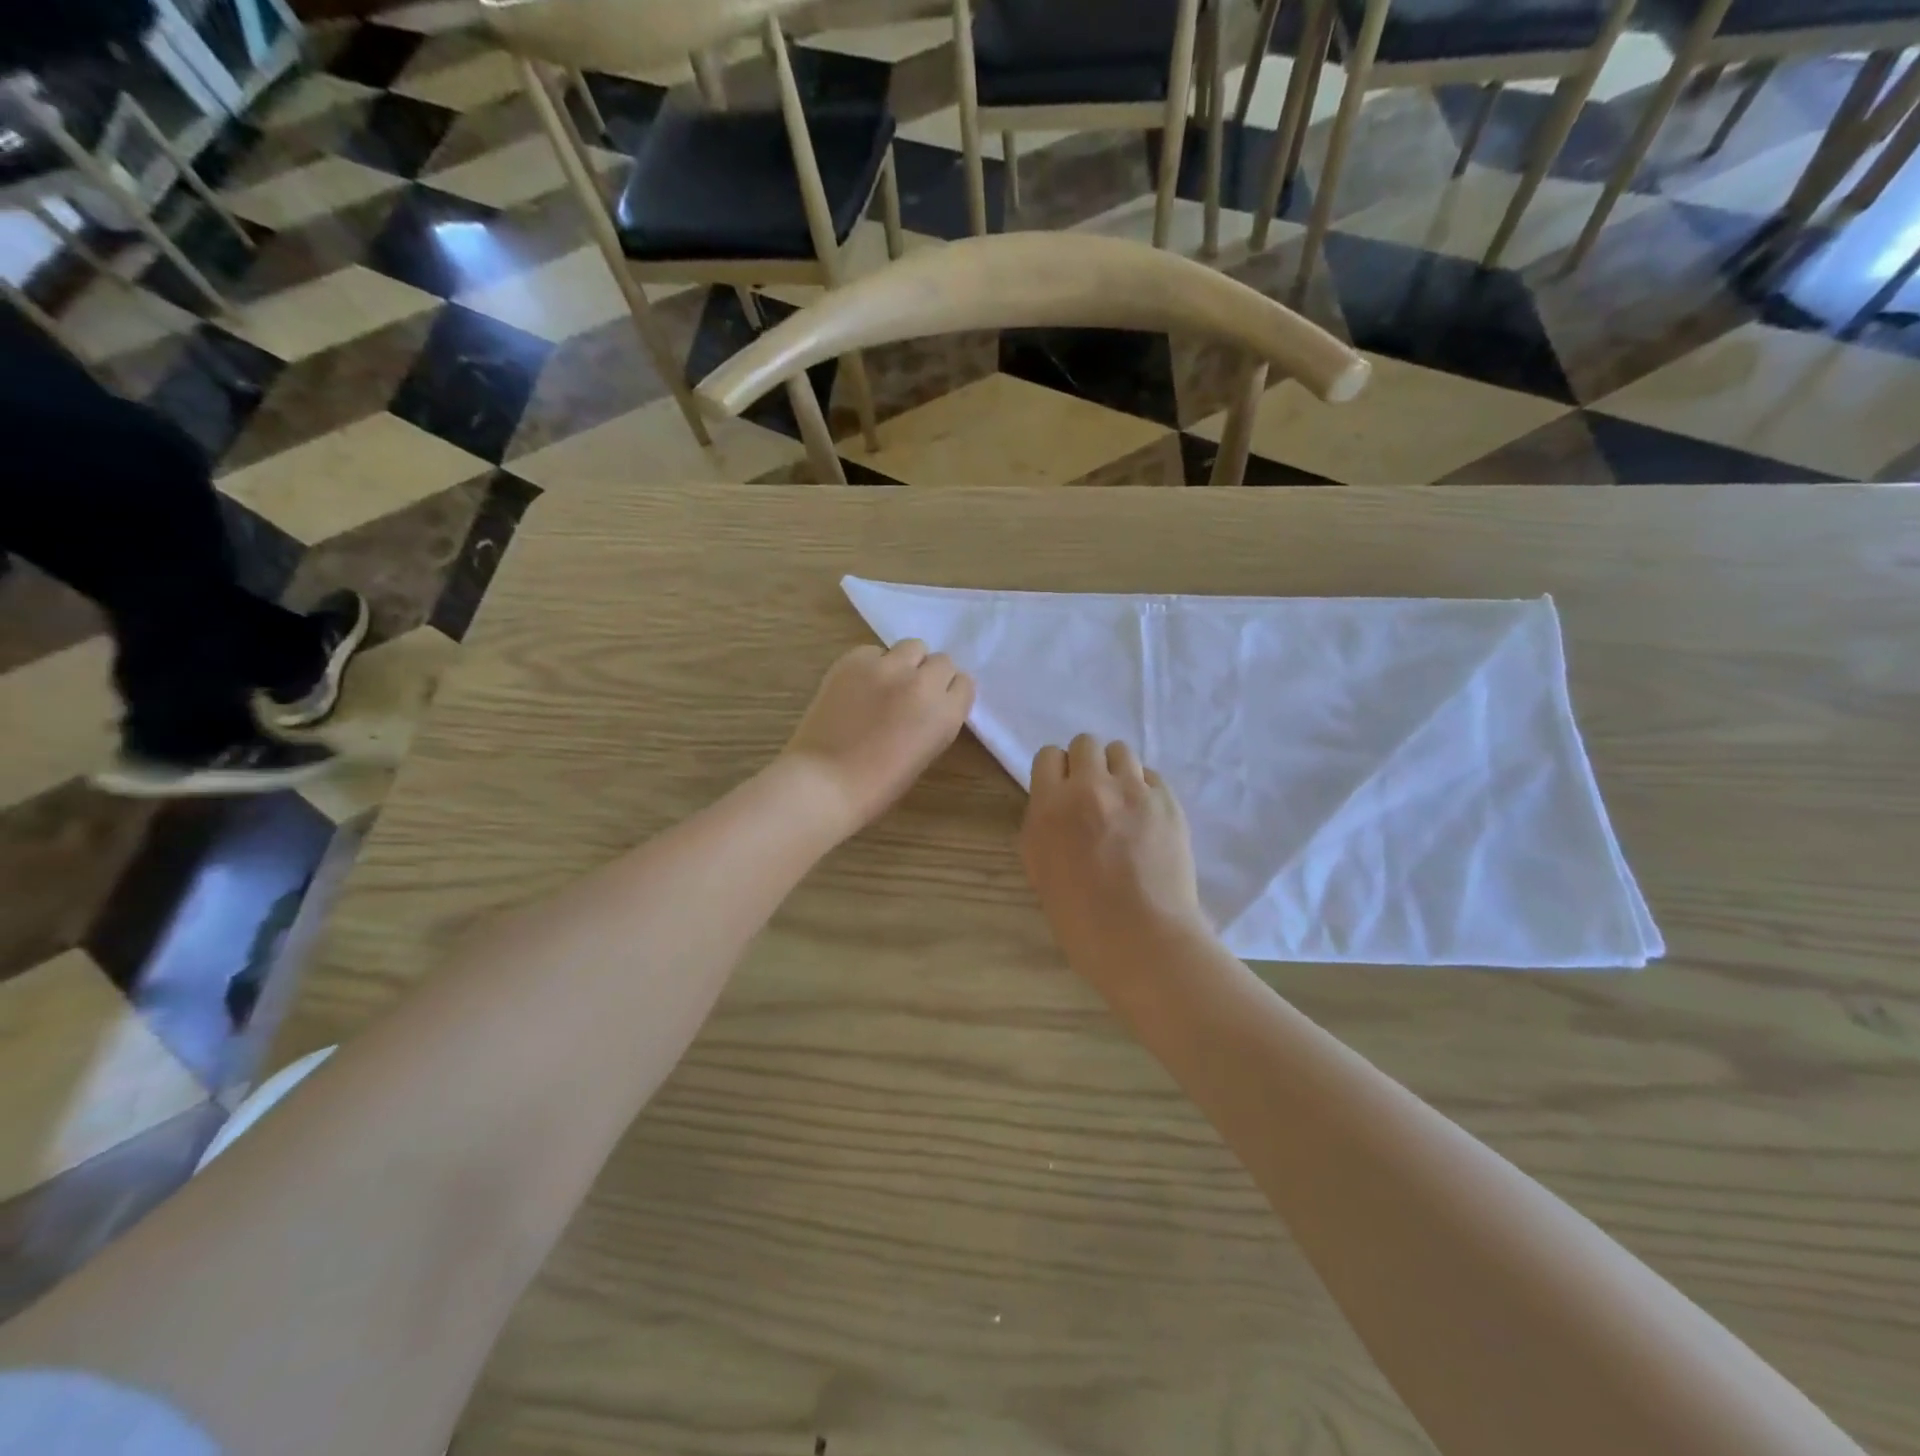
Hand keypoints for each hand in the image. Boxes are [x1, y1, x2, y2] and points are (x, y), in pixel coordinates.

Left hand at [779, 641, 974, 837]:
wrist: (826, 781)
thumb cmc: (878, 784)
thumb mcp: (925, 752)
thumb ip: (934, 720)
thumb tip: (927, 703)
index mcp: (946, 714)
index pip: (964, 683)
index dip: (948, 693)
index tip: (935, 704)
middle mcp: (923, 683)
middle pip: (941, 661)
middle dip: (929, 675)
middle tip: (910, 694)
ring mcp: (888, 667)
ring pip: (912, 647)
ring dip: (905, 662)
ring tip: (886, 683)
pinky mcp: (855, 660)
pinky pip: (874, 651)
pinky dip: (871, 664)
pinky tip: (857, 687)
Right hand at [1020, 736, 1207, 983]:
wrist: (1142, 940)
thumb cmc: (1080, 919)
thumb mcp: (1040, 870)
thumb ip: (1043, 826)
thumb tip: (1056, 807)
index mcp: (1049, 807)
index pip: (1048, 756)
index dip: (1056, 773)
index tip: (1063, 793)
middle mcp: (1089, 788)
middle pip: (1085, 743)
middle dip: (1086, 765)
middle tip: (1093, 796)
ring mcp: (1132, 791)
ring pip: (1121, 751)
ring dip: (1117, 771)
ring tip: (1122, 802)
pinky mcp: (1167, 801)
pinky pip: (1151, 776)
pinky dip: (1145, 789)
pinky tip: (1146, 819)